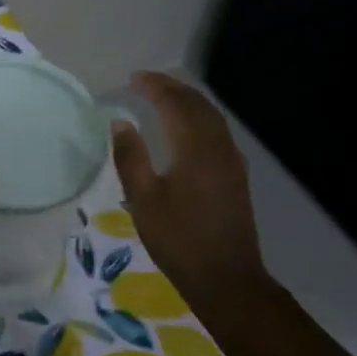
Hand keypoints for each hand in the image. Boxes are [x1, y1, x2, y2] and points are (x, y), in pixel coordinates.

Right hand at [111, 72, 268, 308]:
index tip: (133, 78)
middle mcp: (218, 147)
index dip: (155, 87)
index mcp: (195, 149)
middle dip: (173, 88)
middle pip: (198, 105)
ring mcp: (232, 161)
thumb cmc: (177, 239)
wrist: (225, 278)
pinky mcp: (235, 175)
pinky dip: (199, 118)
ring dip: (188, 101)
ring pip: (212, 117)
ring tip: (164, 97)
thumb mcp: (142, 199)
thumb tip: (121, 122)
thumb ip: (130, 157)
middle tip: (146, 81)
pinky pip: (217, 132)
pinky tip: (187, 127)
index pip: (175, 104)